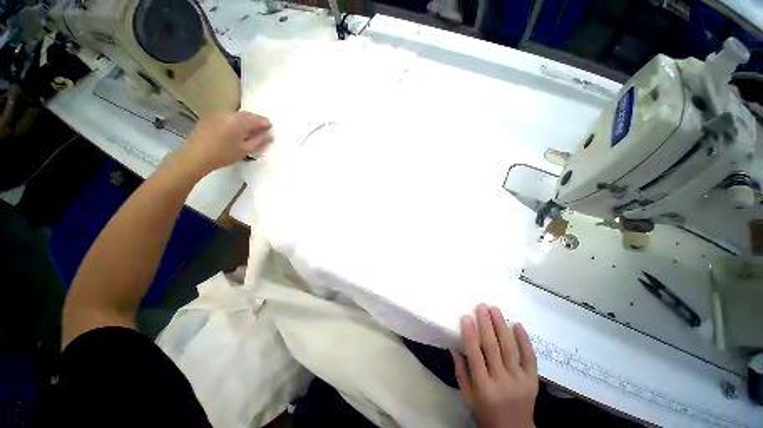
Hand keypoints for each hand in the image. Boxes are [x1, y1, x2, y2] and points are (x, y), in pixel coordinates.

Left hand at [180, 111, 272, 174]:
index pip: (258, 119)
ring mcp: (218, 114)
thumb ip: (260, 141)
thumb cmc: (223, 154)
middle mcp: (229, 113)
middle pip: (247, 115)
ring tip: (250, 132)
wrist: (195, 156)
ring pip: (237, 115)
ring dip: (245, 122)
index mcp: (239, 120)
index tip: (271, 130)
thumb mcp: (245, 150)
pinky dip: (235, 122)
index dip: (266, 124)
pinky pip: (228, 117)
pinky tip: (235, 131)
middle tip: (262, 131)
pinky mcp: (210, 118)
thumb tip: (269, 135)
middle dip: (256, 121)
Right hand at [451, 304, 538, 427]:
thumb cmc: (485, 413)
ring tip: (495, 309)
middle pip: (493, 348)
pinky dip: (525, 341)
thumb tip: (454, 346)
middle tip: (481, 306)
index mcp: (483, 387)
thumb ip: (461, 372)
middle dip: (486, 324)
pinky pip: (530, 358)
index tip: (466, 317)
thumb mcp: (467, 397)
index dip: (470, 335)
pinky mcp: (533, 381)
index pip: (475, 355)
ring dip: (501, 326)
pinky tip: (518, 325)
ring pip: (510, 348)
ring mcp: (520, 380)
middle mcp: (502, 381)